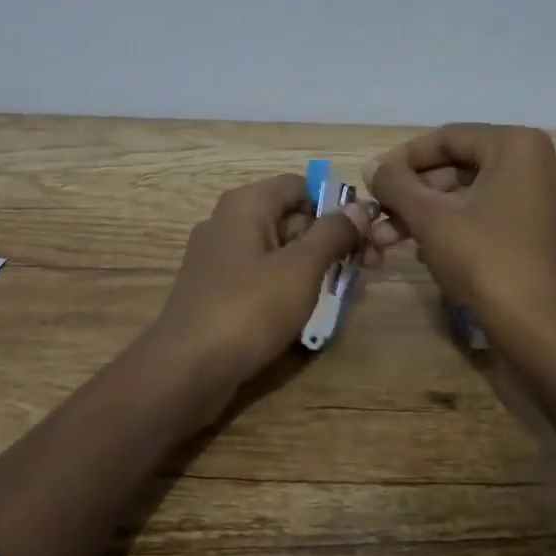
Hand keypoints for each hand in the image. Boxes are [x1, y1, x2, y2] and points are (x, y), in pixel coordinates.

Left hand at [143, 174, 370, 427]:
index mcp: (246, 204)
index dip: (336, 204)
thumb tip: (357, 208)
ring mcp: (220, 258)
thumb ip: (332, 234)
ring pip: (279, 249)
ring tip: (349, 290)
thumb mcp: (301, 268)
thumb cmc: (248, 309)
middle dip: (331, 238)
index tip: (367, 232)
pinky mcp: (218, 291)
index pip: (301, 185)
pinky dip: (290, 285)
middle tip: (369, 265)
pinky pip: (262, 275)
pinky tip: (312, 309)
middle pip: (291, 216)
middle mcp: (229, 222)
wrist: (186, 370)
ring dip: (315, 264)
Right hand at [368, 124, 555, 353]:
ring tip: (388, 239)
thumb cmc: (486, 261)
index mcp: (518, 146)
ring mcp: (549, 199)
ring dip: (429, 213)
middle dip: (414, 193)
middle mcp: (540, 163)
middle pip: (460, 167)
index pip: (447, 138)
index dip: (403, 159)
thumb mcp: (430, 218)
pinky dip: (458, 226)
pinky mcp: (548, 232)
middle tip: (378, 214)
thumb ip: (396, 184)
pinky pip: (493, 215)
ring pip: (473, 195)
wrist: (545, 331)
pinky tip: (424, 250)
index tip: (372, 179)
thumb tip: (372, 167)